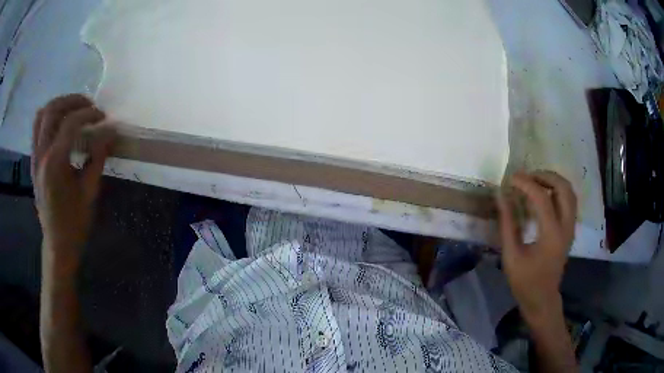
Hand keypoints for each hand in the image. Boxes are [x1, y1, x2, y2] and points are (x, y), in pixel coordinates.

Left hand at [32, 94, 114, 267]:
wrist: (57, 243)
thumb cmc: (75, 222)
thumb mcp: (90, 192)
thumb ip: (98, 157)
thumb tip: (110, 132)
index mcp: (55, 163)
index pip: (71, 123)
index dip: (90, 114)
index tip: (104, 118)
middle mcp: (41, 154)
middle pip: (54, 109)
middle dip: (74, 101)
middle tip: (89, 107)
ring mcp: (35, 156)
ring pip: (42, 114)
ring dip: (59, 104)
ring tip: (74, 108)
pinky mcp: (33, 160)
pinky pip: (37, 127)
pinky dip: (49, 116)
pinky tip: (60, 121)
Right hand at [497, 171, 576, 322]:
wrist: (542, 298)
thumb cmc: (525, 281)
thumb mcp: (511, 256)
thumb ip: (507, 224)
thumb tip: (501, 196)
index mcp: (551, 235)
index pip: (542, 198)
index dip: (526, 184)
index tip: (511, 179)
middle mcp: (566, 227)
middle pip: (563, 188)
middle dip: (545, 176)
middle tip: (527, 177)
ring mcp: (571, 227)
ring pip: (569, 191)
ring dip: (553, 181)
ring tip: (535, 182)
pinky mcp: (570, 229)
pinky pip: (569, 200)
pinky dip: (558, 190)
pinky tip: (544, 194)